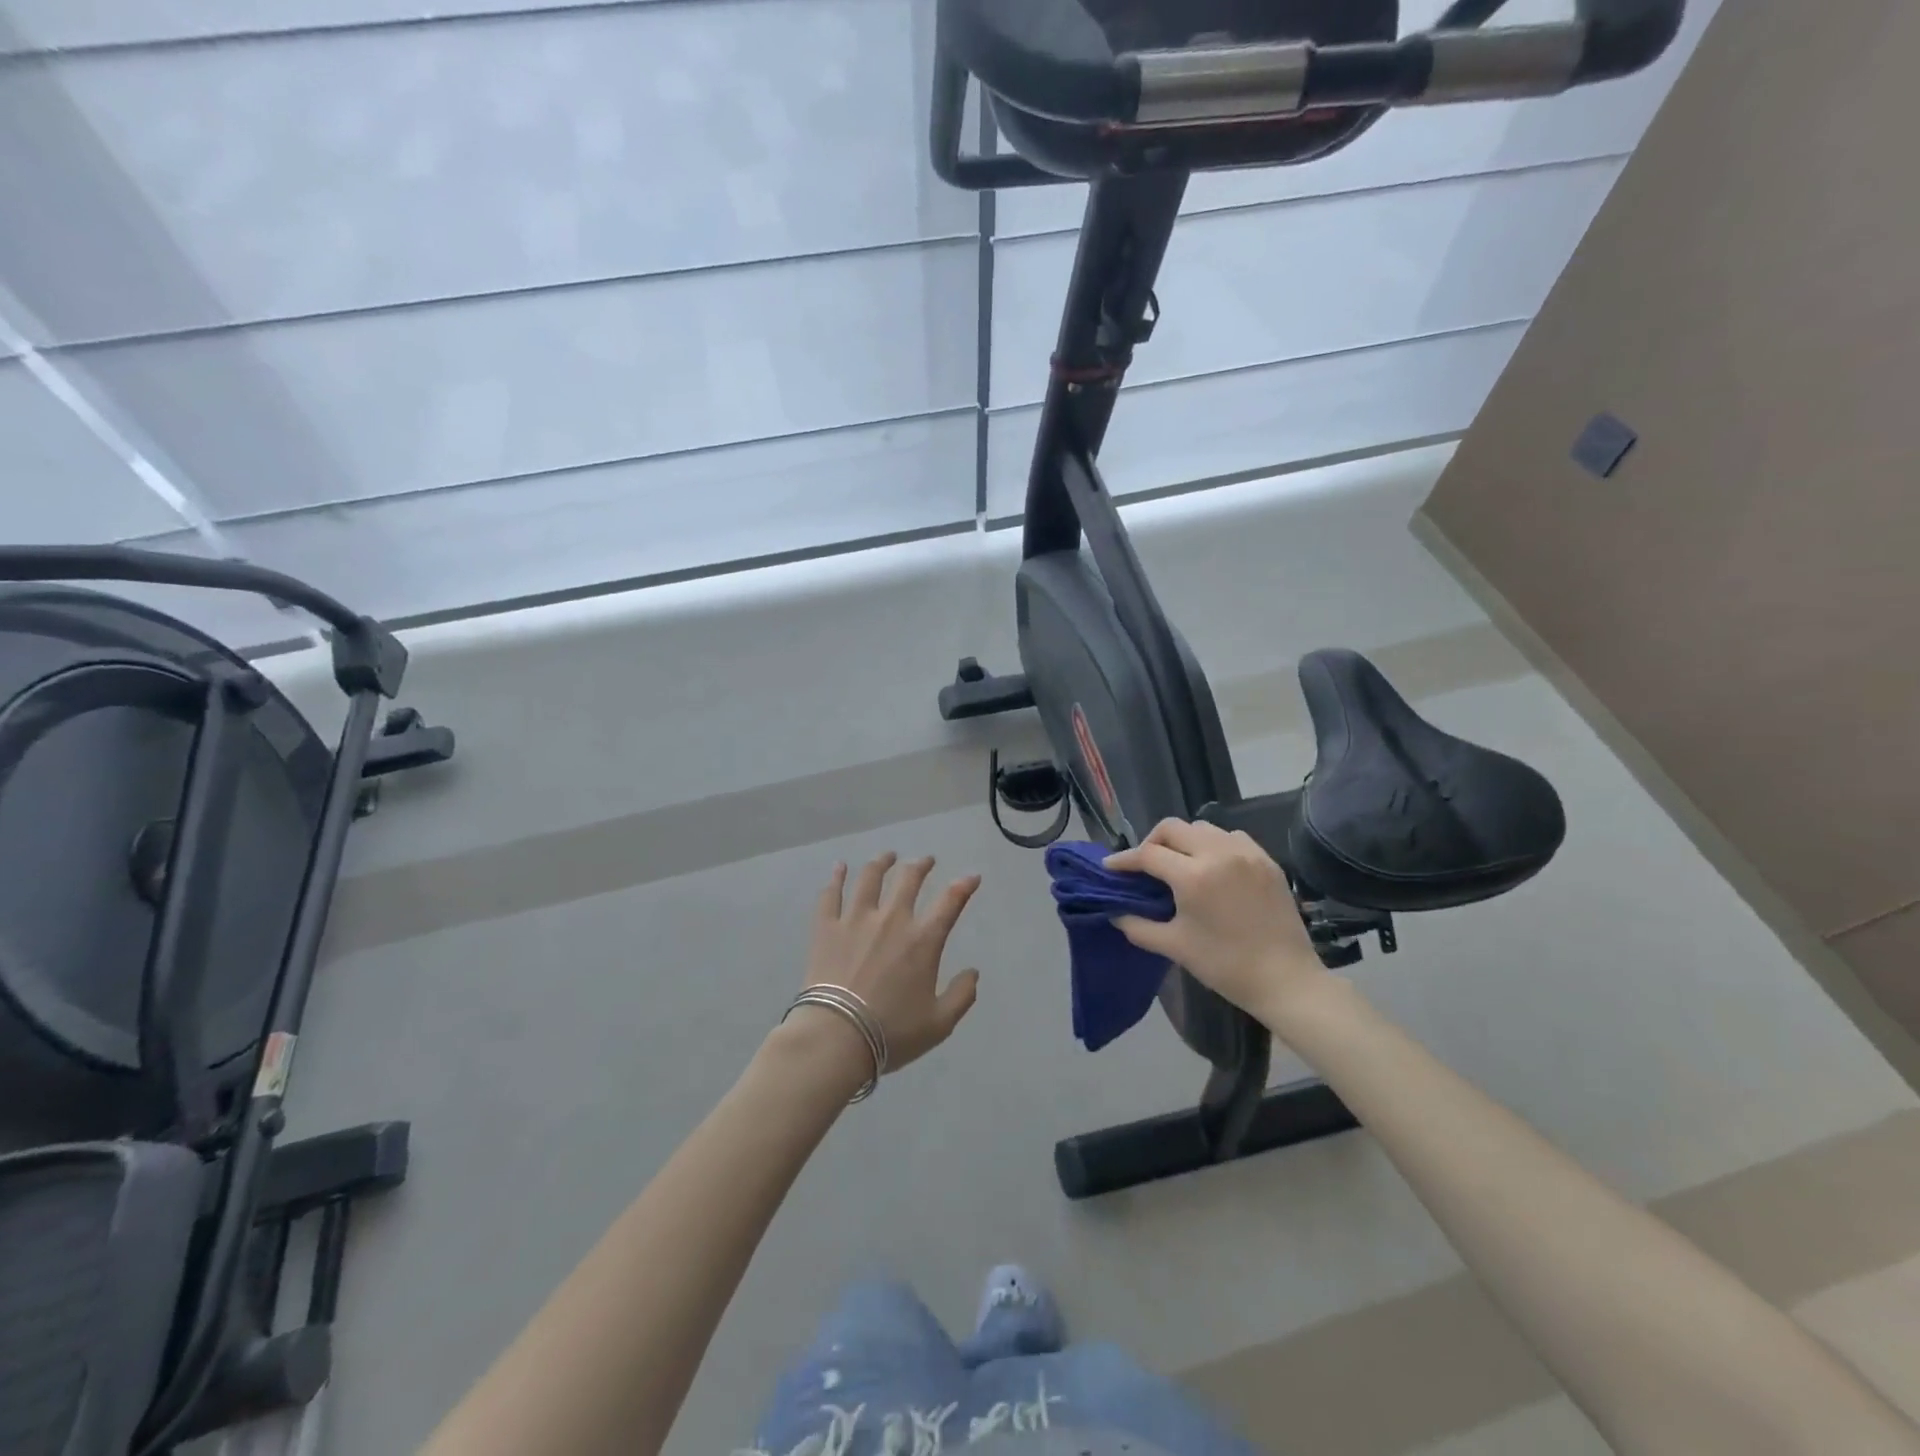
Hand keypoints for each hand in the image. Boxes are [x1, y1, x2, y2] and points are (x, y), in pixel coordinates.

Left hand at [798, 853, 981, 1076]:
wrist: (836, 1037)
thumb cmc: (891, 1033)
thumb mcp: (939, 1024)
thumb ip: (962, 996)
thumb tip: (973, 973)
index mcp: (923, 940)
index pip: (950, 902)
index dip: (964, 886)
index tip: (971, 877)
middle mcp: (892, 919)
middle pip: (909, 879)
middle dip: (921, 865)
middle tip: (926, 861)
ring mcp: (856, 919)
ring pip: (870, 877)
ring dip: (882, 862)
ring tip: (887, 856)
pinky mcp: (826, 927)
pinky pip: (831, 894)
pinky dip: (836, 877)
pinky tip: (839, 867)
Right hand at [1105, 819, 1331, 1025]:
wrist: (1286, 980)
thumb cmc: (1224, 965)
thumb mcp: (1175, 946)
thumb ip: (1138, 926)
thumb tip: (1115, 912)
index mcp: (1193, 876)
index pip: (1148, 854)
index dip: (1124, 860)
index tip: (1110, 867)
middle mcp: (1219, 854)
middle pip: (1173, 828)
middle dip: (1152, 842)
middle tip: (1145, 865)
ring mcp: (1246, 854)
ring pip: (1203, 828)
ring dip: (1183, 840)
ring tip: (1179, 863)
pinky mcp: (1267, 860)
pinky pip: (1231, 837)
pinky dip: (1214, 844)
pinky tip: (1212, 866)